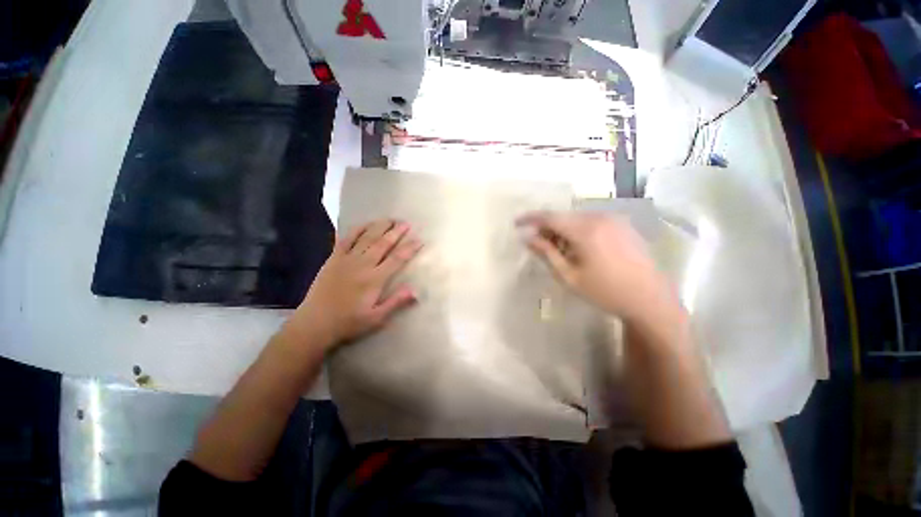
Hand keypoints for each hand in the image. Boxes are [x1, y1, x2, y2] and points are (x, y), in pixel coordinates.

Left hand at [288, 219, 423, 349]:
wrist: (315, 323)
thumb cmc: (349, 322)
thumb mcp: (376, 318)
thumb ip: (396, 302)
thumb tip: (415, 291)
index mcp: (375, 279)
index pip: (397, 259)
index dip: (409, 248)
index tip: (419, 240)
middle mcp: (363, 265)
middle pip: (383, 244)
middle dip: (396, 232)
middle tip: (406, 223)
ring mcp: (346, 260)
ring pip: (367, 238)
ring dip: (380, 227)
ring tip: (390, 219)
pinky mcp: (334, 259)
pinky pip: (346, 239)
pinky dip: (357, 230)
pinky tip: (365, 224)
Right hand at [516, 211, 677, 324]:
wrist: (650, 299)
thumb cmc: (605, 291)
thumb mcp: (569, 276)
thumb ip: (546, 253)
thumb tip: (527, 238)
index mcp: (586, 230)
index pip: (550, 217)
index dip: (531, 218)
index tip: (516, 223)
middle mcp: (600, 217)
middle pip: (564, 216)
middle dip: (547, 227)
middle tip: (538, 243)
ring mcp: (614, 219)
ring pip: (578, 218)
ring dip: (563, 229)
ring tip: (558, 248)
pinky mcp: (623, 225)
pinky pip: (592, 221)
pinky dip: (579, 229)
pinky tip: (579, 246)